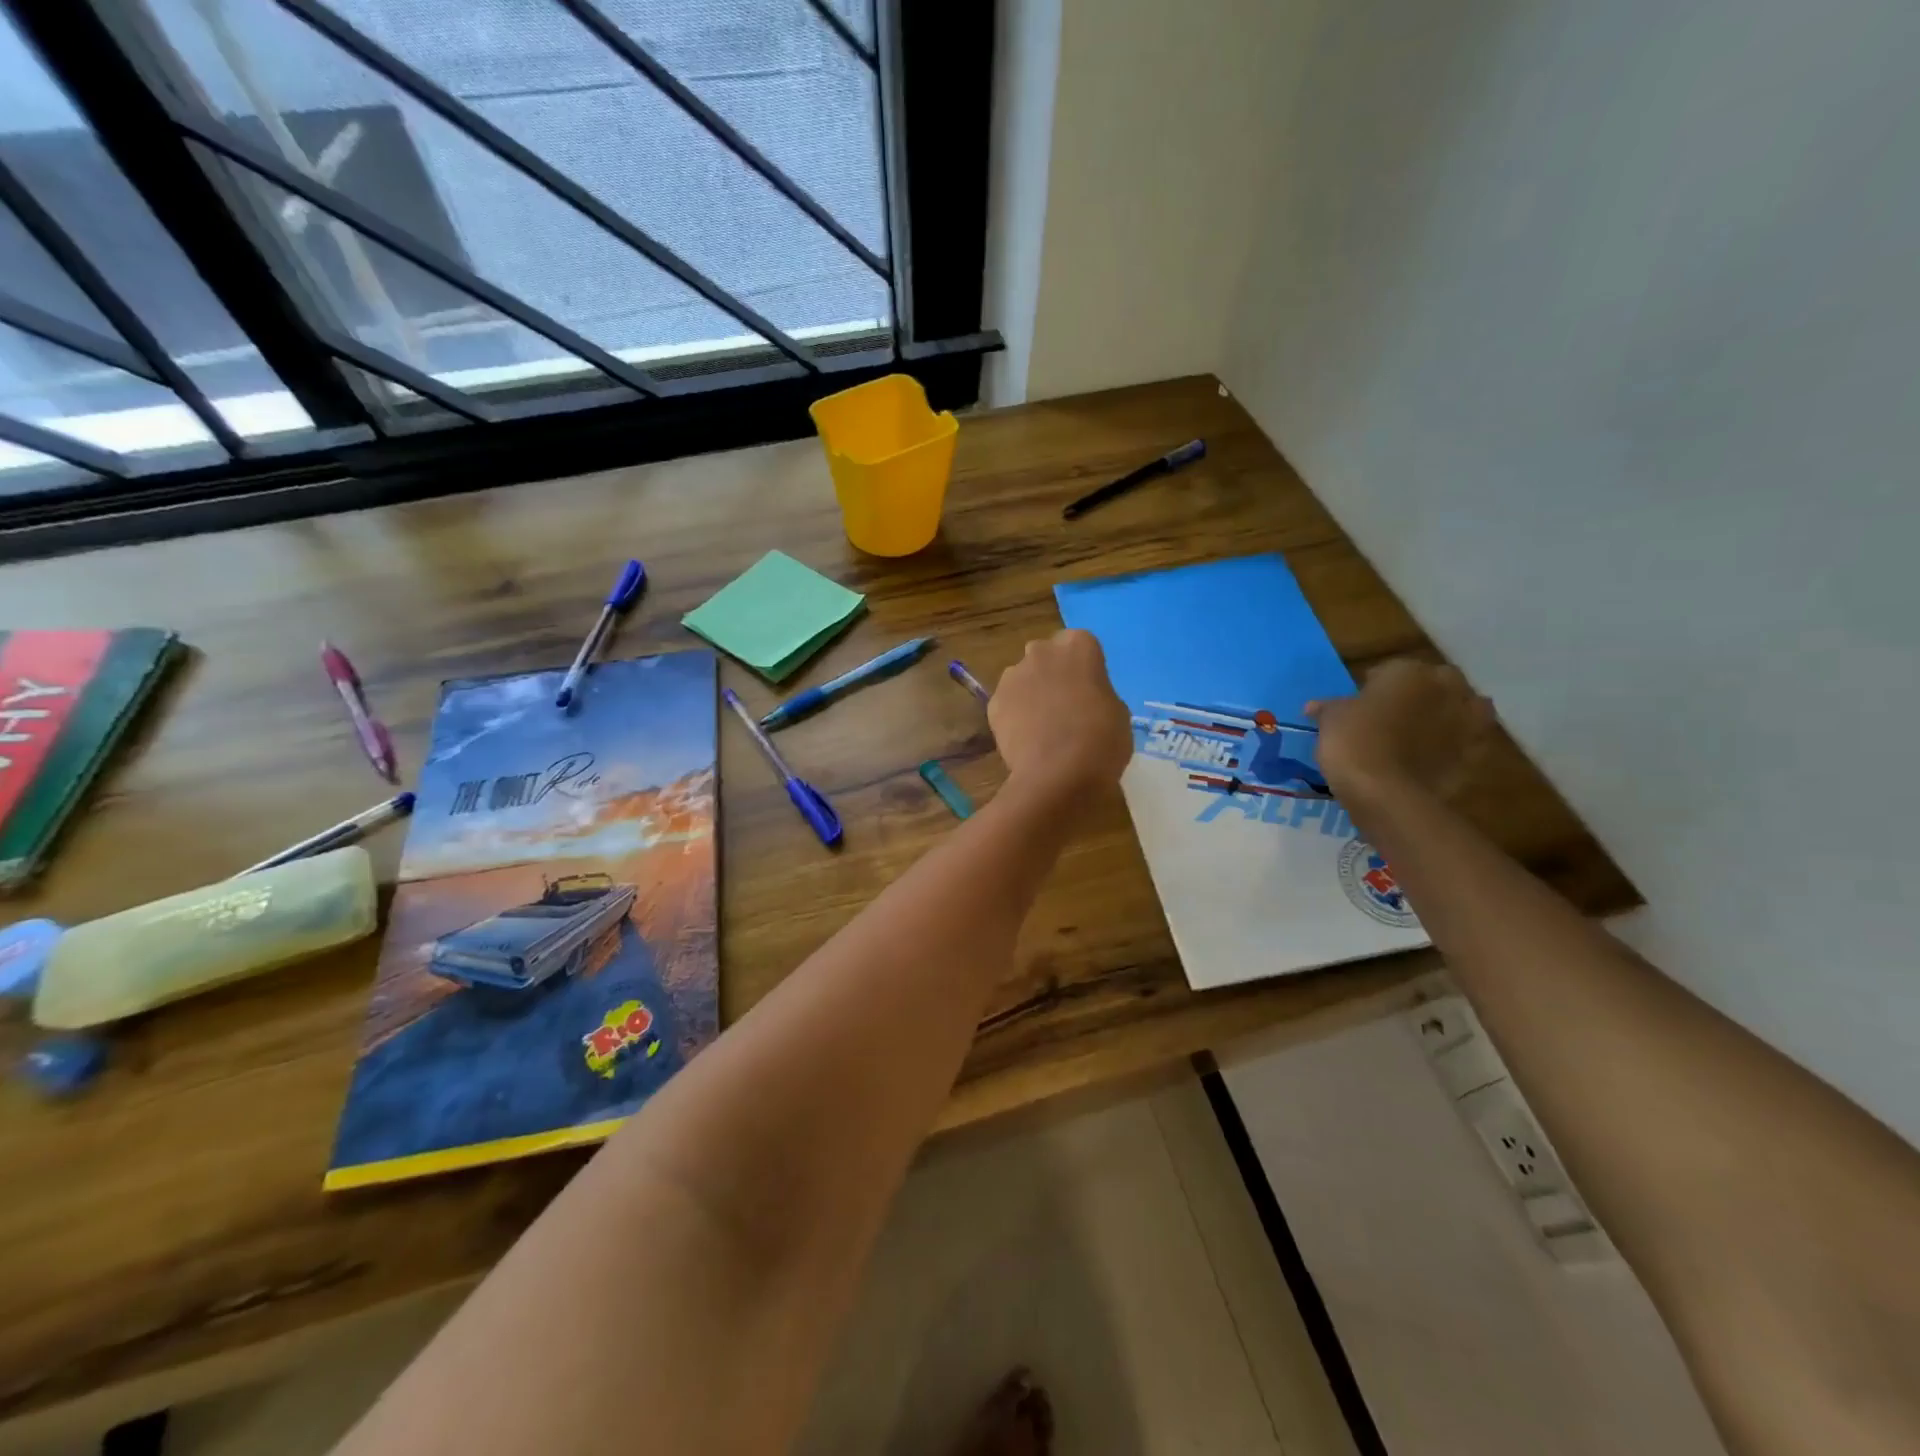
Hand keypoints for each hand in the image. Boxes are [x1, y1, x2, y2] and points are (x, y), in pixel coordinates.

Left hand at [989, 630, 1132, 794]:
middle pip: (1046, 656)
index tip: (1089, 690)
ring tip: (1043, 727)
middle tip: (1065, 705)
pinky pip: (1007, 704)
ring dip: (1031, 694)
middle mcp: (1041, 651)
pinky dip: (1014, 717)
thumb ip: (1099, 694)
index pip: (1080, 645)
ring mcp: (1012, 676)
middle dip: (1053, 674)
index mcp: (1078, 646)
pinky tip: (1026, 740)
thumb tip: (1086, 699)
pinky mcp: (993, 703)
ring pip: (1023, 678)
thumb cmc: (1101, 740)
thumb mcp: (1118, 713)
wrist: (1058, 775)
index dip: (1084, 668)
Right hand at [1306, 660, 1494, 802]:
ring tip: (1415, 736)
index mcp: (1409, 670)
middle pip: (1430, 684)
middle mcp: (1446, 686)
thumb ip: (1329, 707)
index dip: (1372, 687)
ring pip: (1455, 709)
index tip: (1358, 705)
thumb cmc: (1354, 742)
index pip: (1388, 670)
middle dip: (1415, 696)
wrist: (1387, 793)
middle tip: (1389, 716)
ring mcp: (1468, 720)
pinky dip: (1450, 745)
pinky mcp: (1476, 752)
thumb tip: (1314, 706)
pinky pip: (1463, 741)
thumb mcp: (1331, 720)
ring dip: (1441, 717)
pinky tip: (1428, 758)